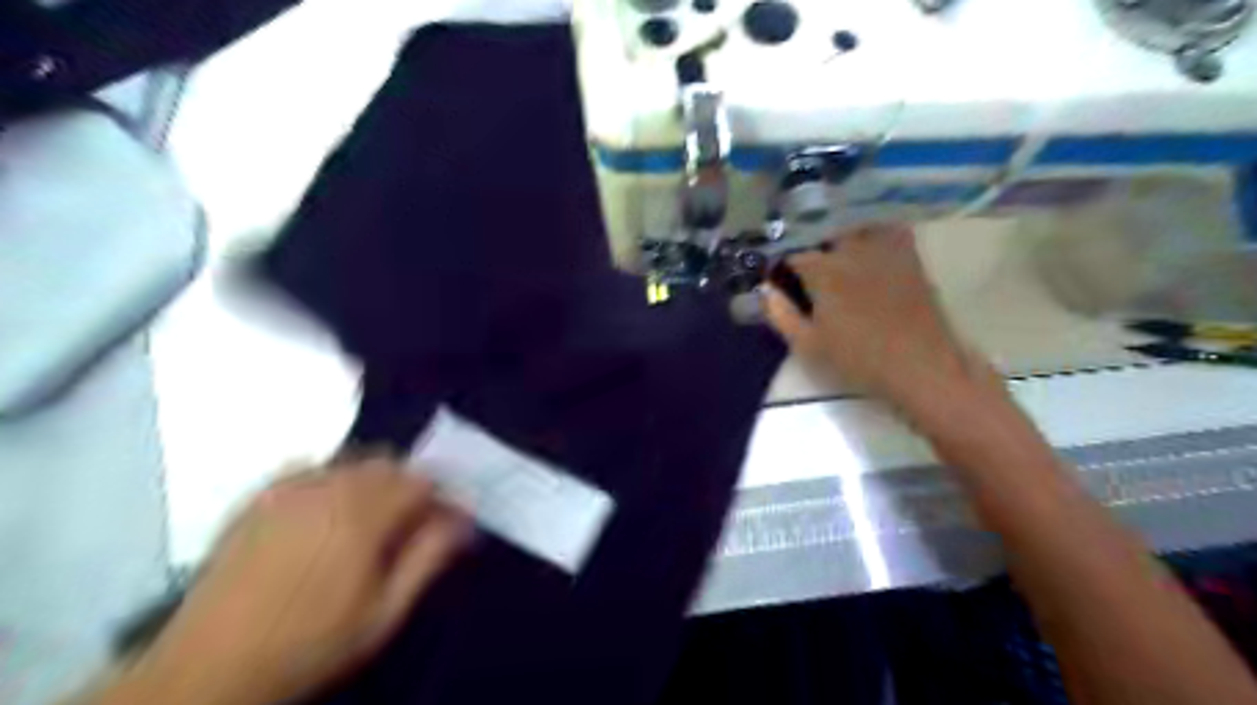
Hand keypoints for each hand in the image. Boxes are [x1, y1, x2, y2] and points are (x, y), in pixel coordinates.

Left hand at [102, 460, 471, 704]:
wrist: (210, 667)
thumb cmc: (311, 643)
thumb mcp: (384, 612)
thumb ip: (429, 557)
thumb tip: (463, 519)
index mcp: (363, 514)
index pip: (422, 481)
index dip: (442, 498)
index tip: (448, 523)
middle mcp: (329, 487)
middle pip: (389, 464)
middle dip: (409, 487)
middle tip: (410, 525)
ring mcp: (288, 488)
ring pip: (352, 460)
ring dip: (374, 481)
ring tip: (370, 521)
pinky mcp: (259, 496)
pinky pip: (311, 467)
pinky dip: (332, 478)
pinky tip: (326, 511)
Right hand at [760, 223, 997, 413]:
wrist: (920, 367)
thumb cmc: (858, 359)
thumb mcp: (808, 345)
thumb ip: (780, 314)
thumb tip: (766, 289)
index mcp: (823, 270)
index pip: (792, 254)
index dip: (781, 266)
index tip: (778, 279)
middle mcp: (852, 250)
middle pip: (823, 232)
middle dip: (810, 244)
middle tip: (806, 267)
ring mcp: (884, 249)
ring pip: (855, 225)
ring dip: (840, 232)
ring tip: (835, 252)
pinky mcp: (910, 256)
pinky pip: (888, 229)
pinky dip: (874, 230)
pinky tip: (868, 248)